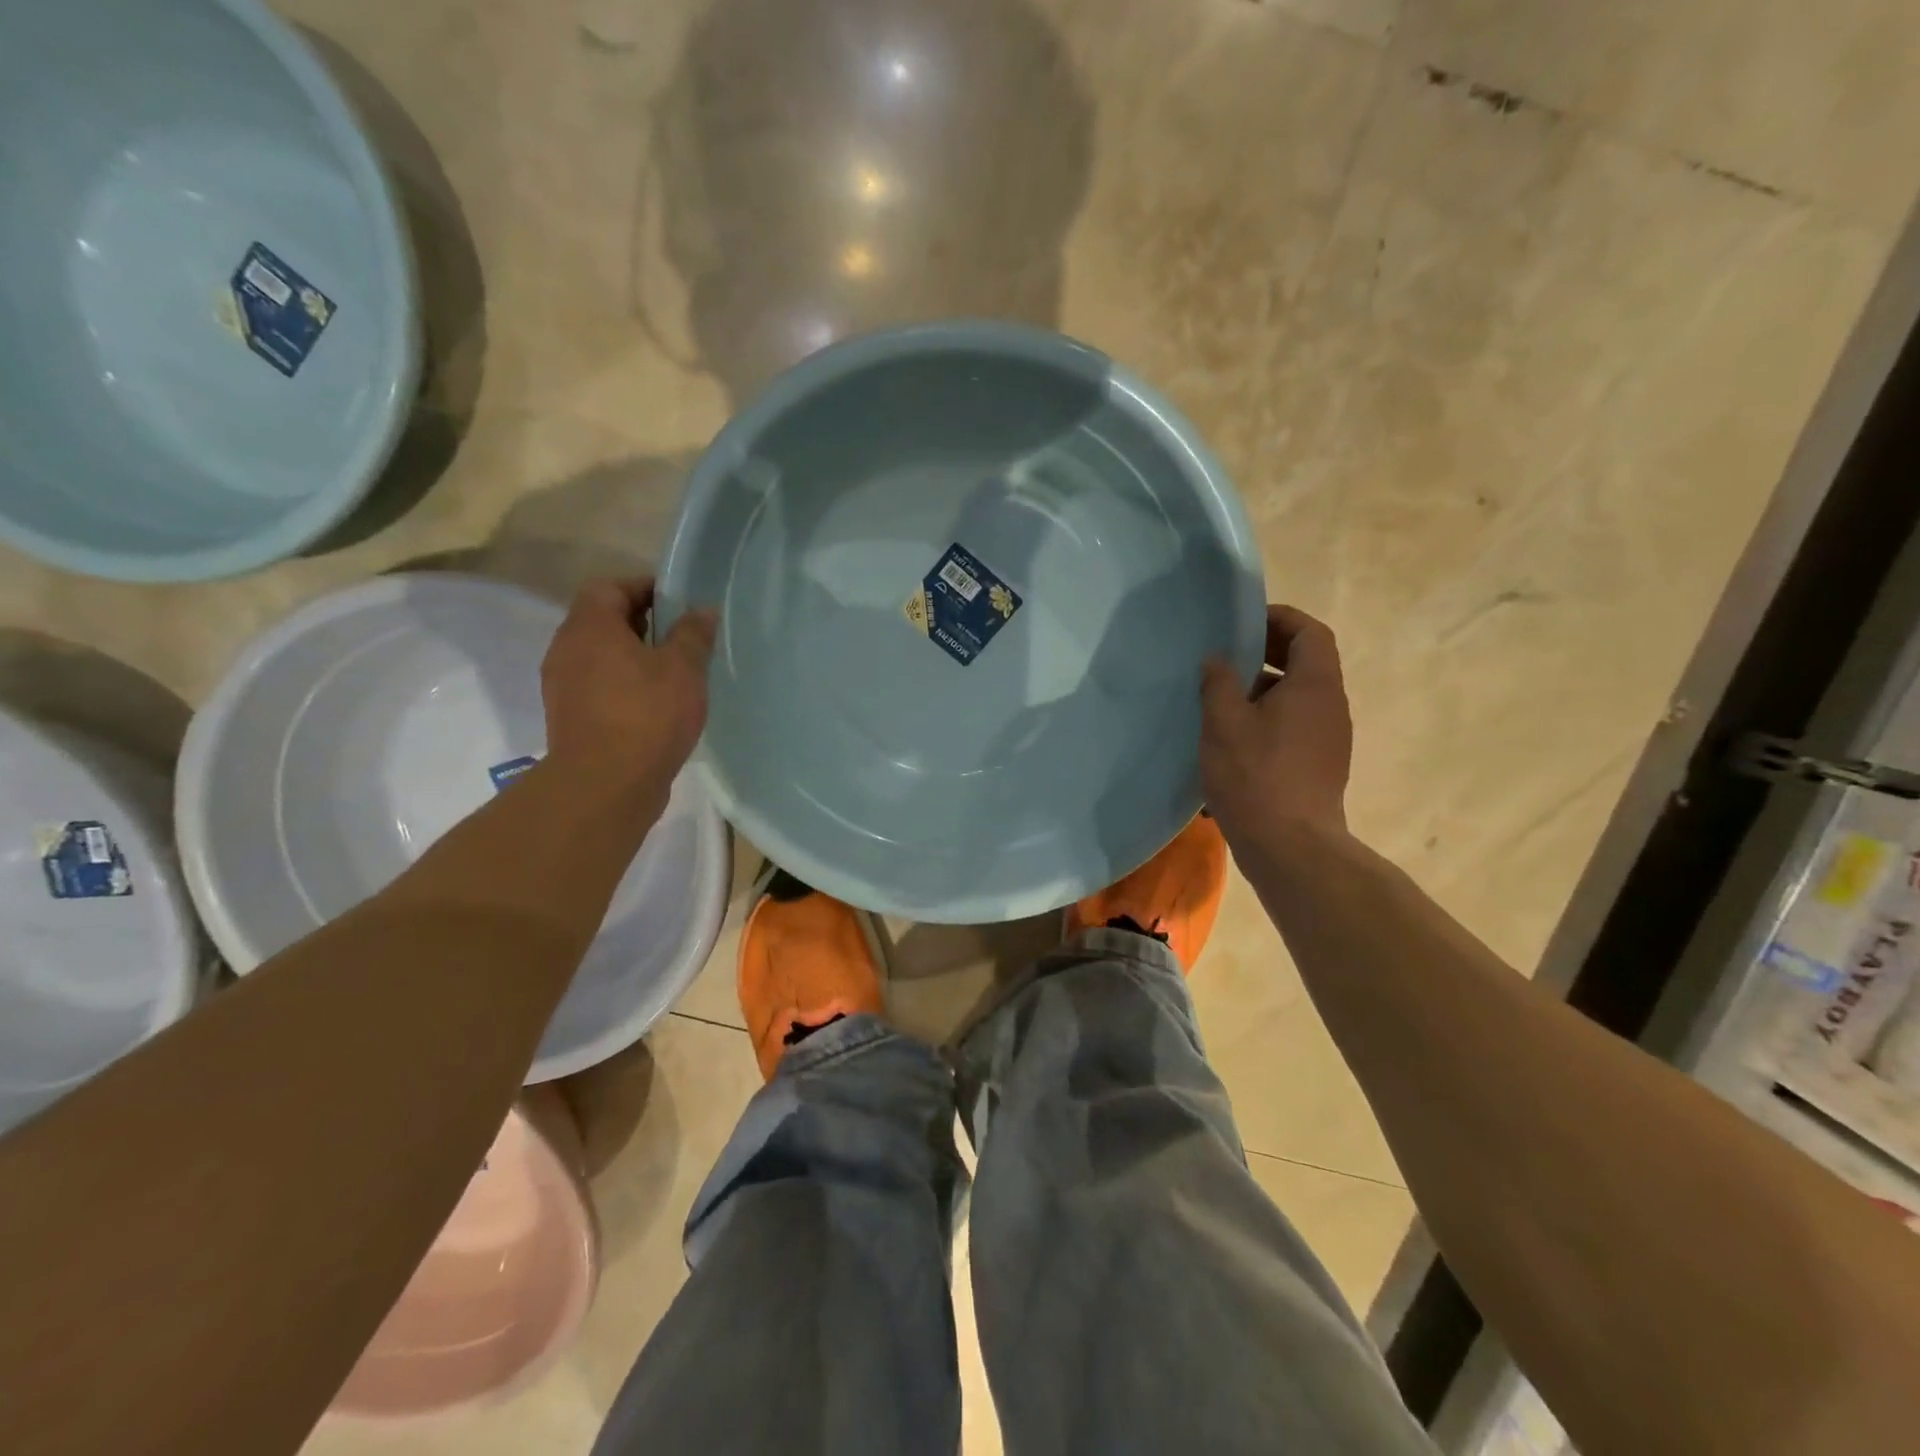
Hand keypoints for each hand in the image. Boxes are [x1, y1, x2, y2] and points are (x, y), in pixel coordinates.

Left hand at [540, 579, 717, 794]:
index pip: (609, 587)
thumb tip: (702, 610)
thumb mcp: (683, 669)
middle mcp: (566, 649)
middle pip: (601, 620)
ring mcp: (563, 686)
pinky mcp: (569, 718)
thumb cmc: (647, 714)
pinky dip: (623, 685)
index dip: (643, 587)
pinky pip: (597, 686)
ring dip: (632, 657)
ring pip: (599, 656)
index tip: (677, 601)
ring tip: (672, 673)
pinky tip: (654, 705)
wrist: (605, 785)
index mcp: (590, 627)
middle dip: (640, 622)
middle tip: (680, 636)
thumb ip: (693, 634)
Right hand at [1200, 605, 1351, 843]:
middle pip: (1307, 662)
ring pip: (1299, 695)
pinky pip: (1296, 724)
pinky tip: (1234, 737)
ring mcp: (1330, 738)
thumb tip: (1217, 660)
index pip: (1310, 632)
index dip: (1280, 619)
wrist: (1290, 847)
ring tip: (1222, 698)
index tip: (1242, 623)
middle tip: (1226, 657)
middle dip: (1267, 652)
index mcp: (1315, 685)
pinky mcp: (1320, 765)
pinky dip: (1269, 716)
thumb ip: (1219, 683)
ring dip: (1264, 688)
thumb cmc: (1255, 776)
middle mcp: (1331, 706)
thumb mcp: (1224, 723)